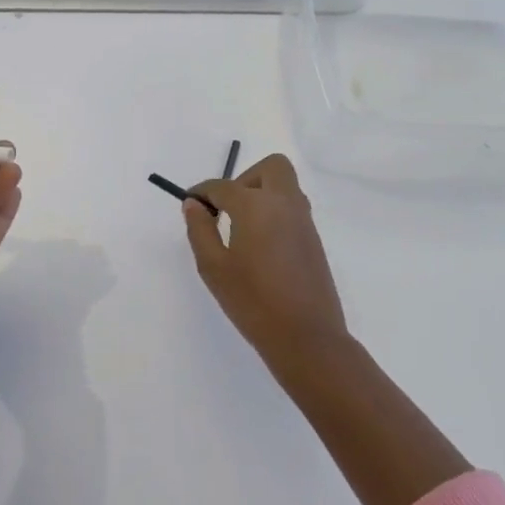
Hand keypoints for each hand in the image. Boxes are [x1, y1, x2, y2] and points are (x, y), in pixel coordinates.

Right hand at [182, 153, 347, 366]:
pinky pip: (292, 207)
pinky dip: (274, 211)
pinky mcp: (314, 239)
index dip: (203, 192)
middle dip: (245, 178)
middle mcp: (284, 203)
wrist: (306, 337)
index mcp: (256, 205)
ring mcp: (304, 220)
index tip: (191, 205)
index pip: (223, 186)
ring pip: (284, 186)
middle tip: (227, 208)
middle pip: (270, 167)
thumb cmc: (253, 301)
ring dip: (262, 193)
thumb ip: (200, 229)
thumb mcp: (213, 267)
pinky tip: (259, 244)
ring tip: (241, 228)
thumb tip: (193, 204)